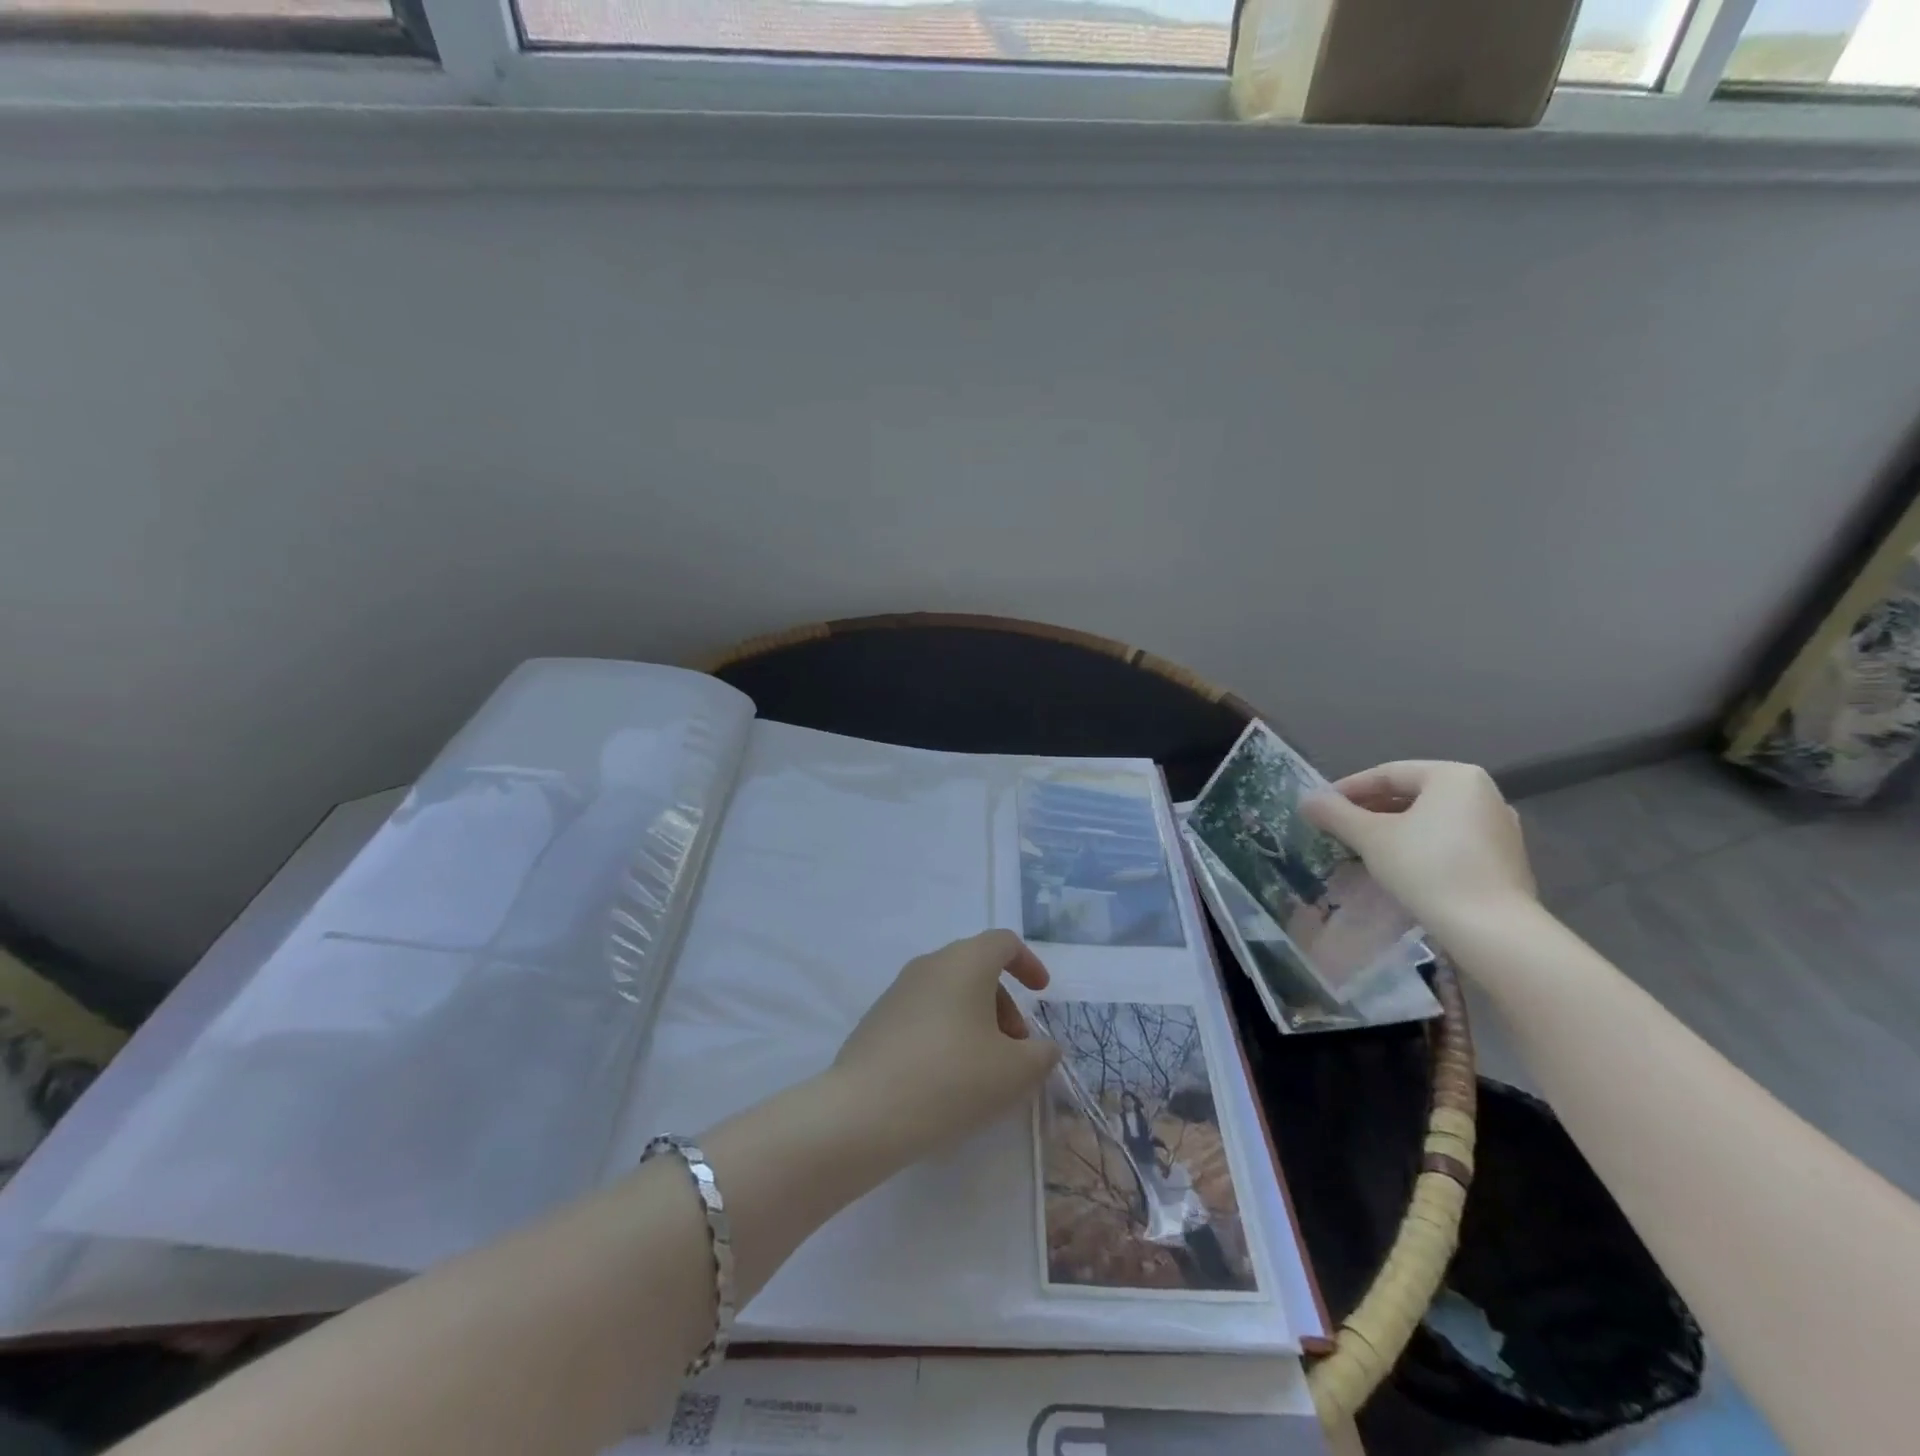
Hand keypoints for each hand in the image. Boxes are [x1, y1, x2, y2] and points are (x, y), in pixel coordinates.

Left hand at [832, 930, 1061, 1157]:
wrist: (864, 1112)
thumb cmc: (952, 1079)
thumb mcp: (1014, 1072)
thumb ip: (1041, 1055)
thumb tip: (1042, 1047)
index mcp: (965, 962)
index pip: (1003, 942)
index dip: (1028, 963)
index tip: (1041, 994)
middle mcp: (930, 964)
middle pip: (977, 967)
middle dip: (1005, 1003)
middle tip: (1016, 1048)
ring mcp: (898, 990)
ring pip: (950, 992)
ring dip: (976, 1020)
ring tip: (984, 1070)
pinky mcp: (878, 1019)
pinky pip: (925, 1013)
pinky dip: (947, 1032)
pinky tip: (947, 1078)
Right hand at [1302, 761, 1536, 932]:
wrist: (1491, 928)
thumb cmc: (1427, 867)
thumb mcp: (1370, 837)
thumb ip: (1335, 814)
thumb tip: (1306, 800)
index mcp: (1453, 776)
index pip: (1388, 773)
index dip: (1349, 788)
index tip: (1322, 807)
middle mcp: (1483, 793)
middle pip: (1412, 793)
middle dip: (1371, 809)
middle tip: (1338, 827)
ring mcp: (1499, 827)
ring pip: (1431, 818)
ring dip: (1394, 828)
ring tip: (1363, 847)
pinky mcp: (1504, 859)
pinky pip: (1450, 840)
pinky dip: (1420, 845)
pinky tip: (1399, 866)